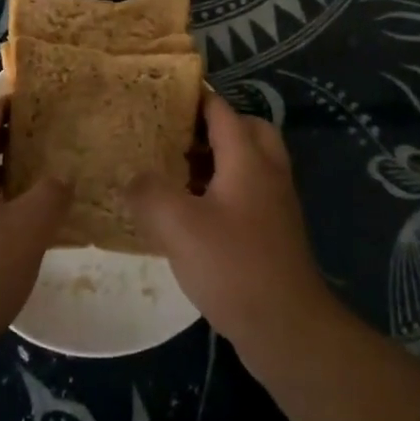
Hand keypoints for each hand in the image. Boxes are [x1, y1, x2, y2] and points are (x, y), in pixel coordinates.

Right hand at [124, 94, 333, 351]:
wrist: (287, 327)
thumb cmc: (233, 266)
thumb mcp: (178, 226)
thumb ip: (148, 193)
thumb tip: (132, 177)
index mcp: (248, 159)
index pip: (221, 110)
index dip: (194, 97)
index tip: (163, 93)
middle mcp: (268, 172)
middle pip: (247, 130)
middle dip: (213, 126)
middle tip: (177, 136)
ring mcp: (276, 204)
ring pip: (250, 162)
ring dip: (219, 159)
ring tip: (178, 172)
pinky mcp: (275, 232)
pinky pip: (249, 192)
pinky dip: (225, 189)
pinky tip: (194, 214)